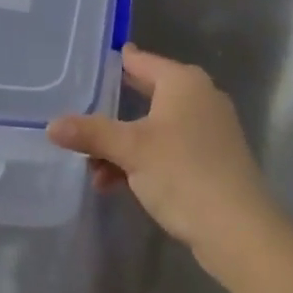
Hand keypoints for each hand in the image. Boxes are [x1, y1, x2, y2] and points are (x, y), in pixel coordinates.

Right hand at [47, 45, 285, 283]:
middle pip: (145, 96)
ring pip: (155, 128)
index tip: (83, 68)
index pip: (139, 61)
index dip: (112, 64)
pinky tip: (117, 185)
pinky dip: (144, 161)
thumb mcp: (130, 151)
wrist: (240, 232)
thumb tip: (51, 126)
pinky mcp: (213, 160)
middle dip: (112, 114)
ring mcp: (209, 130)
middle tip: (79, 117)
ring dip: (124, 147)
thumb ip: (91, 134)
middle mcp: (199, 97)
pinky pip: (169, 149)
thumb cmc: (183, 173)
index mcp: (183, 82)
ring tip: (94, 170)